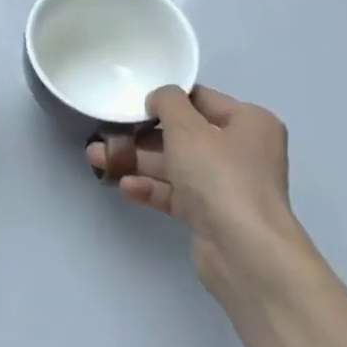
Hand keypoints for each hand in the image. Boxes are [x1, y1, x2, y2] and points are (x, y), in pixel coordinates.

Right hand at [86, 84, 310, 290]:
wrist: (243, 249)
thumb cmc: (219, 176)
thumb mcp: (187, 128)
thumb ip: (168, 103)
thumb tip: (159, 97)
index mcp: (249, 122)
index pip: (201, 100)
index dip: (166, 99)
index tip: (131, 103)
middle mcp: (242, 151)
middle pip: (185, 135)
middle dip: (142, 135)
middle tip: (106, 134)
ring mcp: (227, 185)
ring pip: (176, 165)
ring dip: (139, 161)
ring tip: (98, 159)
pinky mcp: (212, 214)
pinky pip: (176, 193)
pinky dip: (152, 187)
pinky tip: (124, 185)